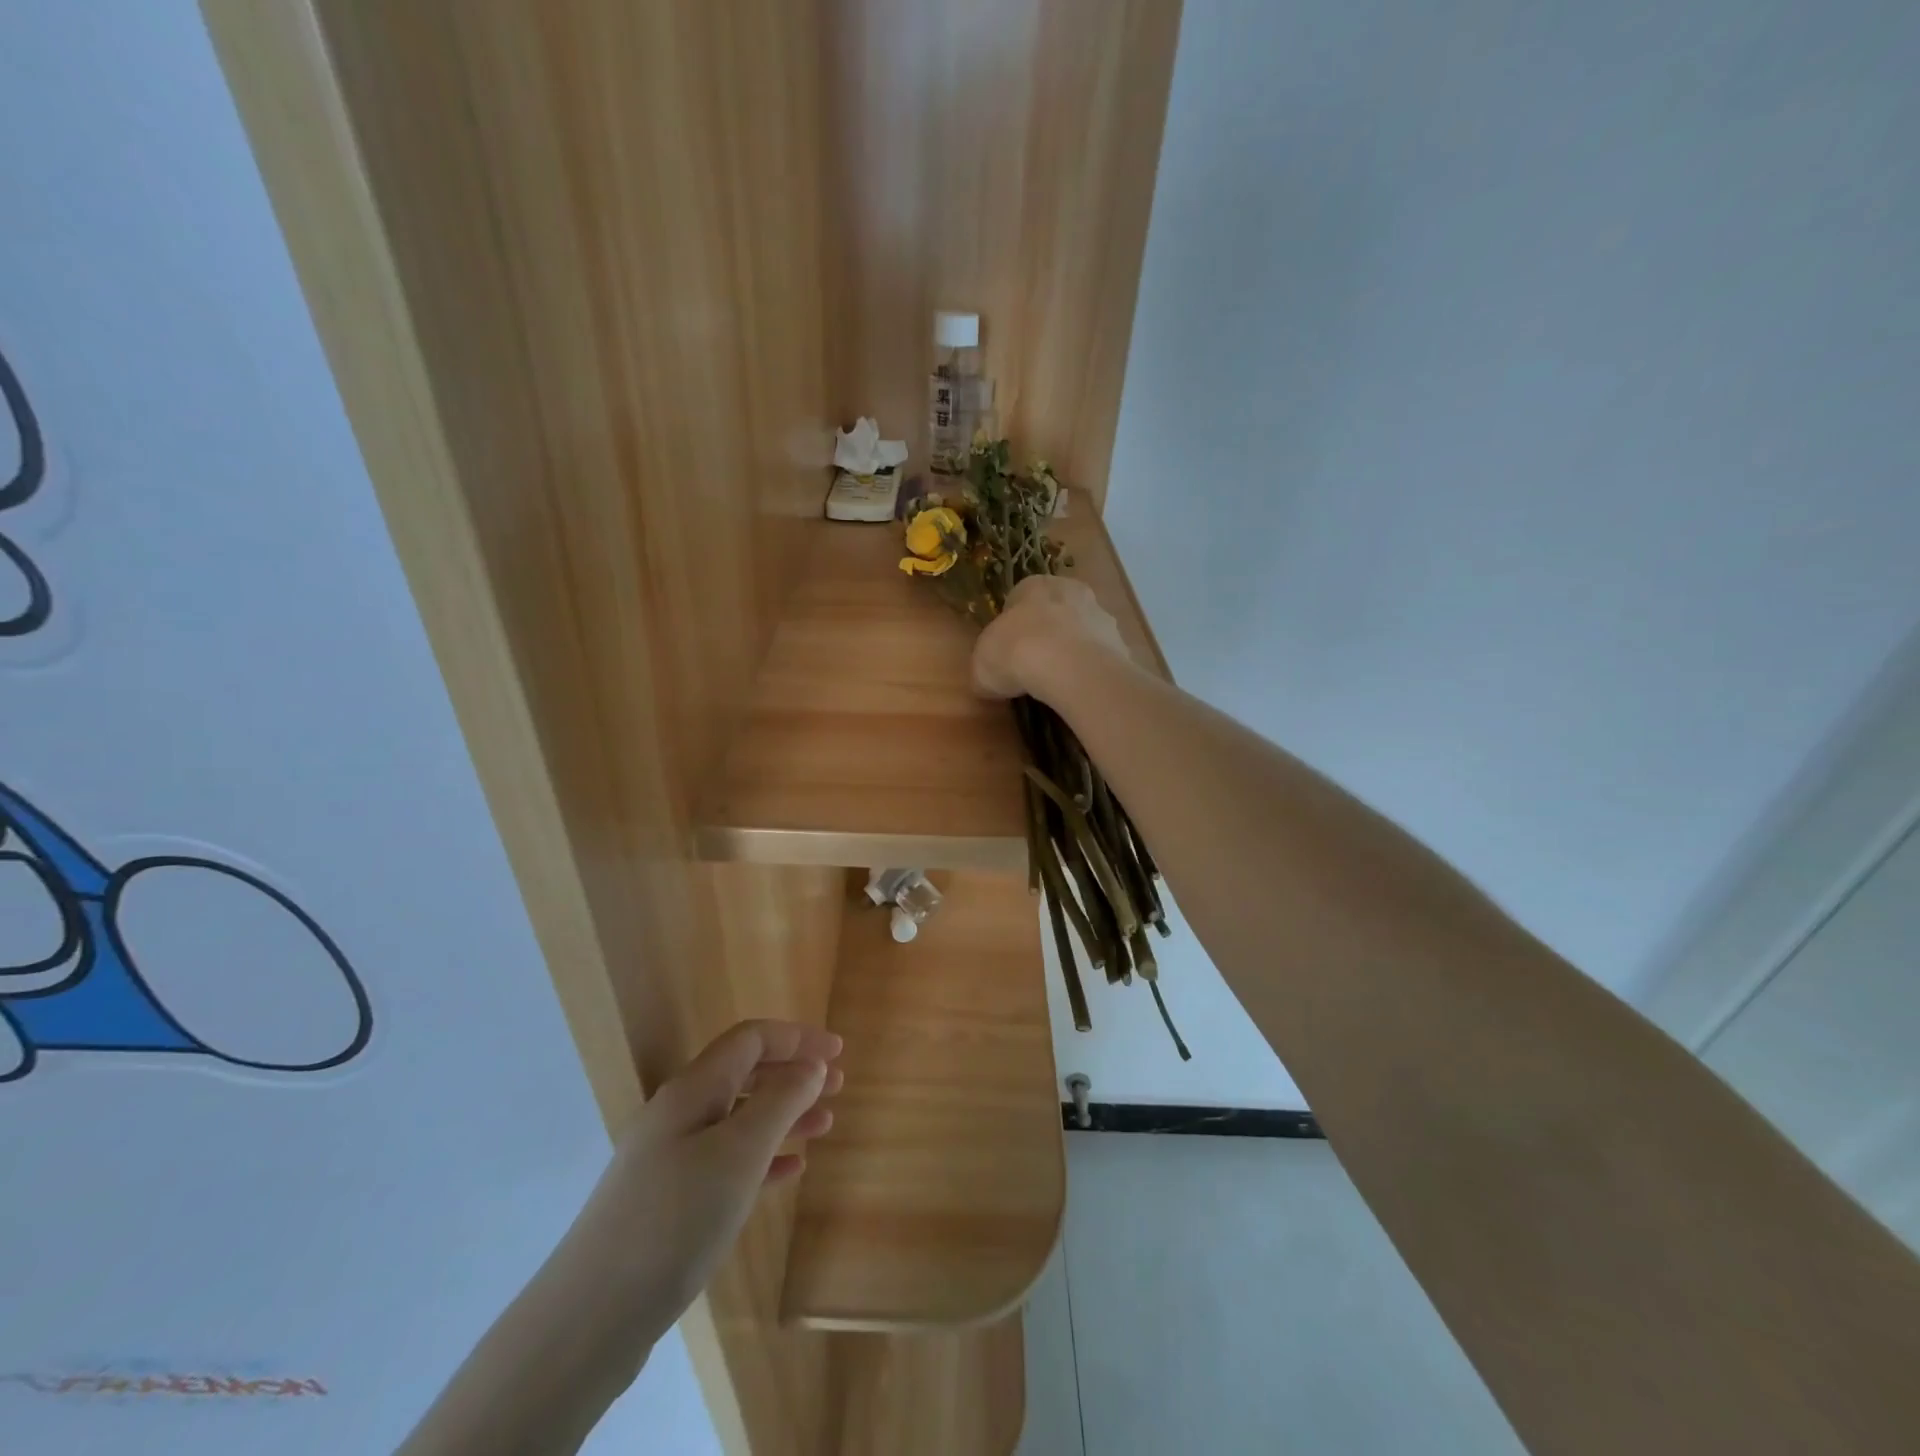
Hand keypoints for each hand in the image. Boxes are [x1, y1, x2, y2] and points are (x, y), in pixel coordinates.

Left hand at [550, 1020, 844, 1350]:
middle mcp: (681, 1113)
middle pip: (746, 1074)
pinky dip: (764, 1158)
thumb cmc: (675, 1219)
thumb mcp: (739, 1153)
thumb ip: (780, 1101)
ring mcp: (672, 1159)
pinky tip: (791, 1171)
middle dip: (794, 1074)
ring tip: (825, 1125)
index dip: (797, 1037)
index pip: (751, 1040)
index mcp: (694, 1089)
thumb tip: (811, 1065)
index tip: (838, 1050)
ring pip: (740, 1119)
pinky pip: (728, 1162)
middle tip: (838, 1086)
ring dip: (784, 1115)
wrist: (591, 1318)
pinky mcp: (671, 1202)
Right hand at [973, 575, 1130, 700]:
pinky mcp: (1120, 641)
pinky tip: (1080, 691)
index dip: (1012, 627)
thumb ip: (986, 667)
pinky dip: (1091, 670)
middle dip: (1047, 634)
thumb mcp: (981, 664)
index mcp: (1033, 585)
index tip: (1007, 653)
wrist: (1069, 666)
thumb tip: (989, 680)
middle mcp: (1070, 590)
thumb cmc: (1016, 652)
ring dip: (1073, 652)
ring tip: (1059, 685)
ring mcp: (1100, 614)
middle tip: (1034, 666)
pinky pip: (1100, 656)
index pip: (1019, 599)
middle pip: (1056, 611)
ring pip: (1082, 631)